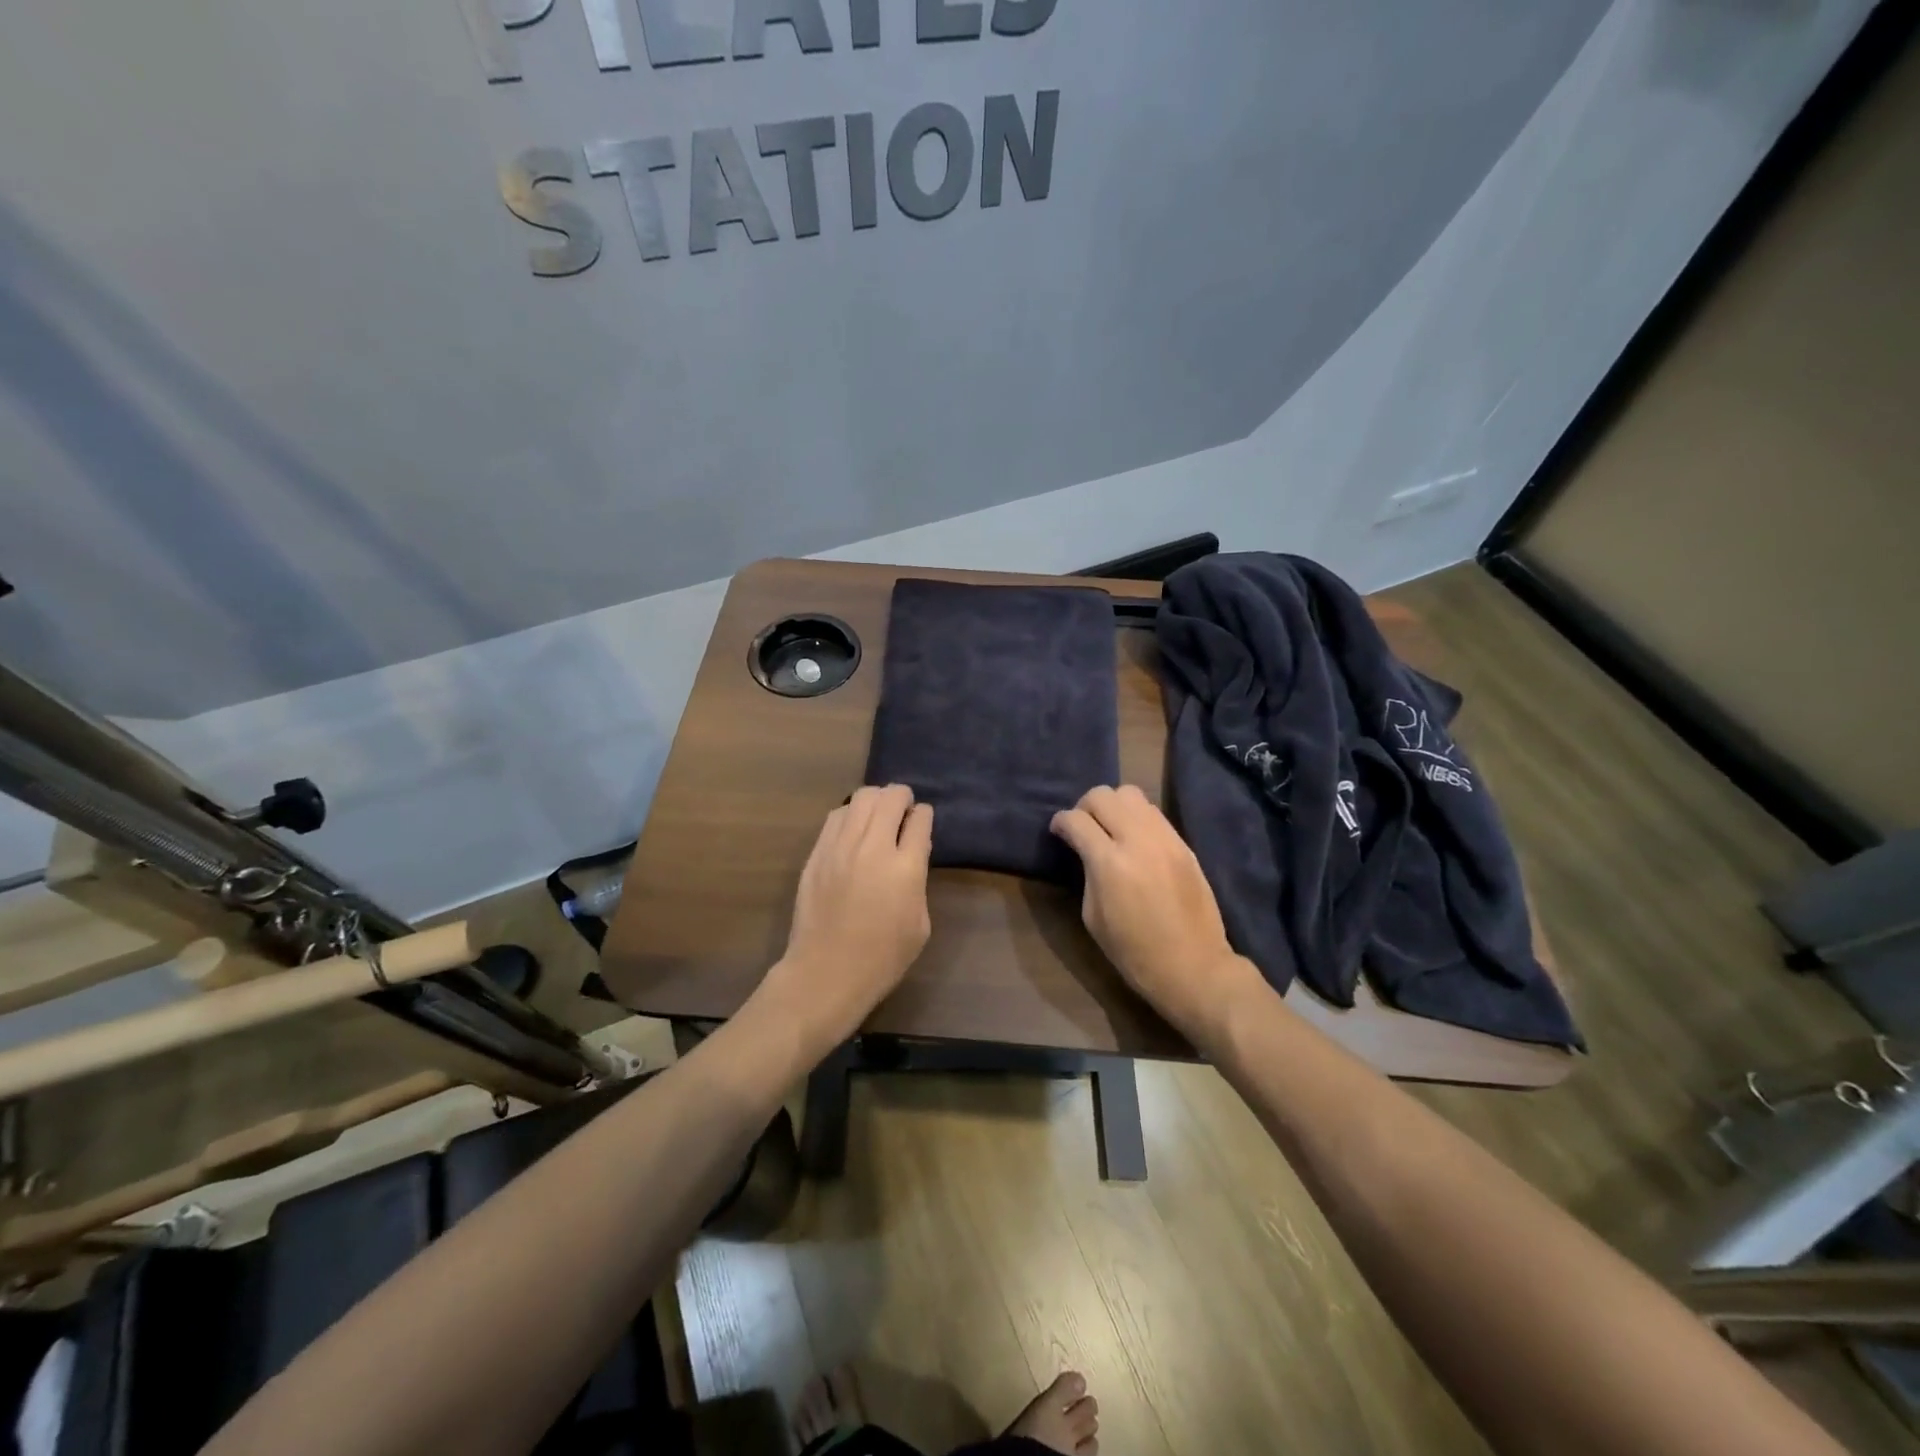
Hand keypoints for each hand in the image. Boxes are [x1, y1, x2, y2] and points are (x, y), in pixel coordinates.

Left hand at [772, 784, 934, 1044]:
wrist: (826, 973)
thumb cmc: (882, 958)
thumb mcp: (920, 924)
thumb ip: (919, 881)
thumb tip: (913, 852)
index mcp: (906, 868)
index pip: (920, 819)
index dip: (924, 816)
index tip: (922, 821)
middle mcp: (873, 847)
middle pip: (890, 797)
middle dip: (903, 797)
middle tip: (904, 810)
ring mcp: (840, 847)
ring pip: (862, 798)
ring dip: (877, 800)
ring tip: (879, 815)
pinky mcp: (817, 853)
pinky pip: (836, 816)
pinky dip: (851, 814)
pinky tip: (854, 829)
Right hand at [1050, 785, 1268, 1045]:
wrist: (1193, 966)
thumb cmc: (1133, 952)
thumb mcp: (1093, 916)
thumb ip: (1088, 872)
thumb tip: (1086, 849)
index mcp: (1109, 863)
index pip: (1076, 820)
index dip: (1060, 822)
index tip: (1058, 831)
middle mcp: (1137, 840)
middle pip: (1103, 795)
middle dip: (1084, 806)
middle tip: (1082, 828)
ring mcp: (1165, 839)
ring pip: (1131, 794)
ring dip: (1113, 806)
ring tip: (1110, 829)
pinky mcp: (1183, 844)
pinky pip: (1153, 813)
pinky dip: (1136, 817)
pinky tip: (1133, 839)